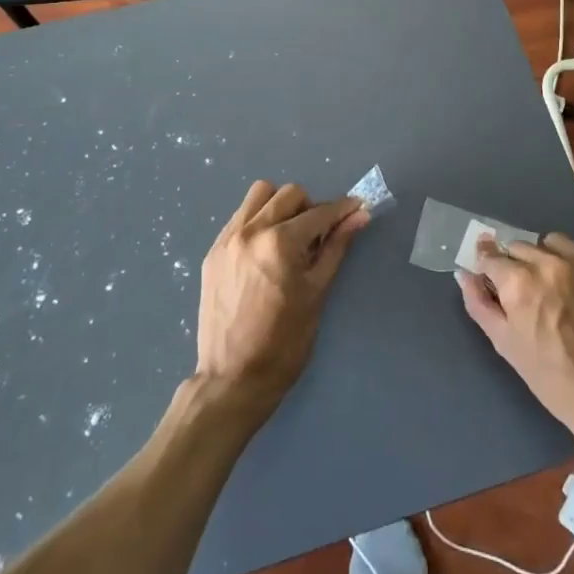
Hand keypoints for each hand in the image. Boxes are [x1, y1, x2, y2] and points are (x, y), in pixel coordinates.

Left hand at [194, 181, 369, 423]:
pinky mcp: (213, 251)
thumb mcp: (317, 293)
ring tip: (289, 235)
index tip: (356, 208)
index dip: (342, 210)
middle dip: (311, 208)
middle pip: (289, 194)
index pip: (319, 213)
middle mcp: (251, 231)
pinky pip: (240, 216)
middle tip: (318, 235)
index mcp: (280, 243)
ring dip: (280, 205)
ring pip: (260, 195)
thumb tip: (359, 216)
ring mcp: (228, 239)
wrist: (232, 380)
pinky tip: (265, 249)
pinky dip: (258, 220)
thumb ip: (336, 247)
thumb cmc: (283, 343)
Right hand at [457, 233, 573, 445]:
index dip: (488, 266)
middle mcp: (550, 263)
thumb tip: (463, 274)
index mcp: (520, 281)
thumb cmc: (554, 380)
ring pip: (553, 243)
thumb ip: (480, 304)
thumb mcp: (507, 346)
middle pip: (520, 247)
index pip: (491, 255)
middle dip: (516, 264)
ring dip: (546, 257)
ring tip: (554, 286)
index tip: (490, 276)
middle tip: (525, 294)